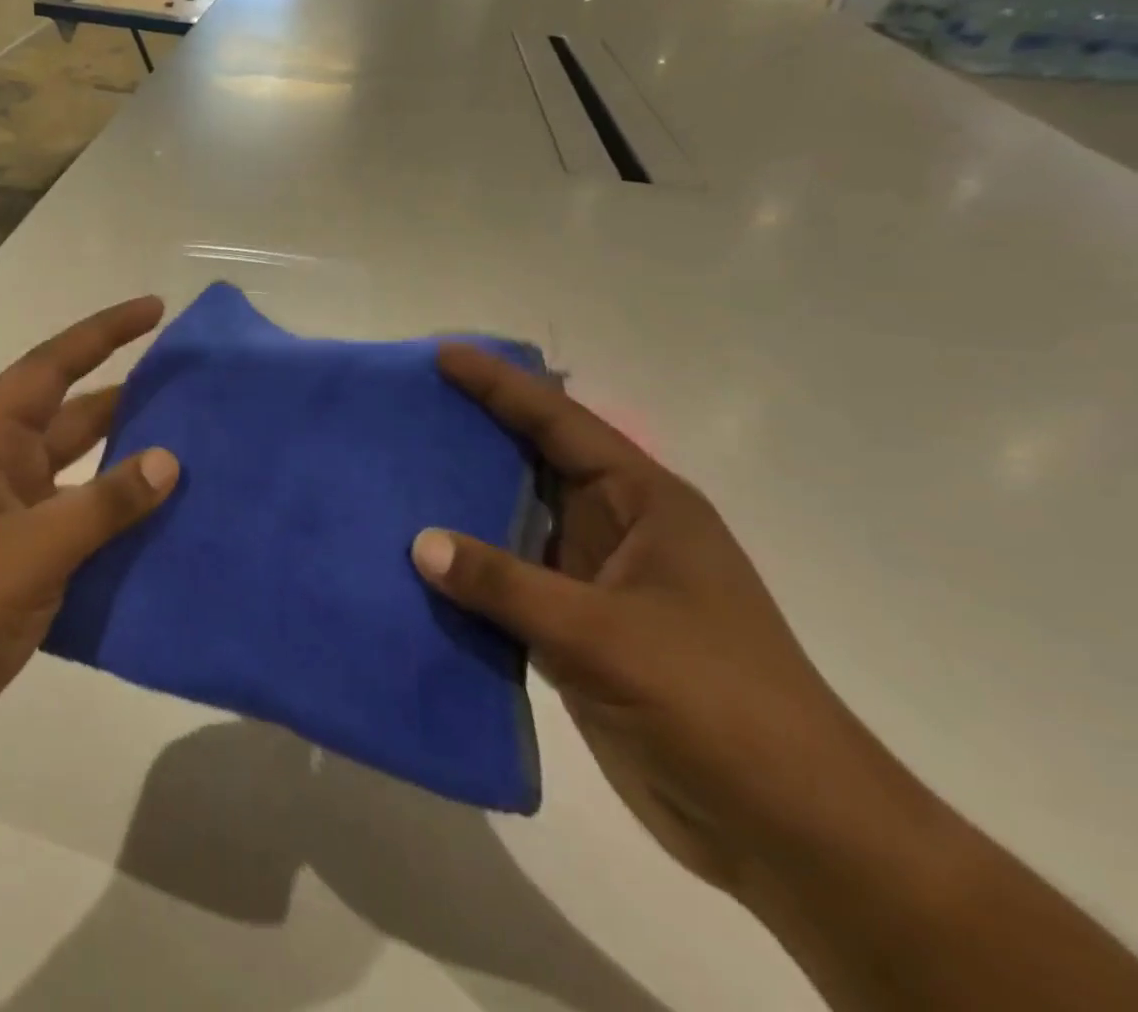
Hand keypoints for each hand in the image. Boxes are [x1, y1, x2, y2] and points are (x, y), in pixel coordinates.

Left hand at [0, 297, 179, 791]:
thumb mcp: (28, 552)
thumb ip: (103, 504)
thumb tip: (168, 460)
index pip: (51, 365)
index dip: (104, 332)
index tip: (155, 309)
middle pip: (72, 415)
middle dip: (129, 397)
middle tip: (192, 387)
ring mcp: (5, 517)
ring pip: (80, 473)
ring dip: (127, 465)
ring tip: (194, 454)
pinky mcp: (16, 564)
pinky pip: (78, 524)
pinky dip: (116, 521)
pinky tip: (163, 529)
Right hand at [411, 343, 906, 898]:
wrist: (788, 830)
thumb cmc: (715, 703)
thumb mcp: (604, 634)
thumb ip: (506, 584)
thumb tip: (420, 544)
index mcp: (644, 504)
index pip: (560, 424)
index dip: (501, 385)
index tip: (443, 355)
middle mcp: (618, 529)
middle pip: (533, 463)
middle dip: (474, 433)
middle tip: (408, 407)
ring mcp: (596, 581)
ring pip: (516, 523)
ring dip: (463, 503)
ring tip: (397, 473)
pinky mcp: (578, 630)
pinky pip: (509, 581)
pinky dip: (469, 570)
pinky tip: (419, 560)